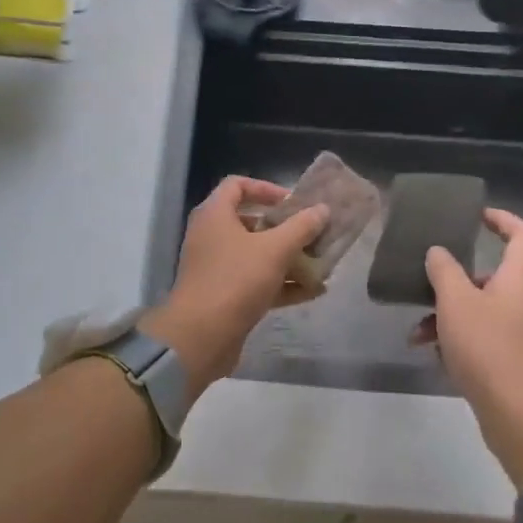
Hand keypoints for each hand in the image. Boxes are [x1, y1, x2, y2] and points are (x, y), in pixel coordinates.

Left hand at [141, 176, 327, 391]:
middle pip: (250, 221)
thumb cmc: (235, 280)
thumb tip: (322, 209)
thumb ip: (301, 227)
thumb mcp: (274, 250)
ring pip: (255, 254)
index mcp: (215, 215)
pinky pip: (255, 282)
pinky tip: (312, 292)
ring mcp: (216, 267)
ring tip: (320, 263)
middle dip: (284, 228)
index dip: (266, 188)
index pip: (237, 185)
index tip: (293, 202)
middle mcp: (211, 236)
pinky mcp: (223, 295)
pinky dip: (281, 284)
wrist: (200, 337)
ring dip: (287, 258)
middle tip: (311, 233)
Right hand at [424, 208, 522, 485]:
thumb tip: (439, 252)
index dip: (502, 219)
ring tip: (417, 331)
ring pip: (483, 309)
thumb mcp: (456, 302)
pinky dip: (458, 339)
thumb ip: (445, 270)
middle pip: (496, 274)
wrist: (522, 417)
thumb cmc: (490, 347)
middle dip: (458, 277)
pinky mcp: (515, 361)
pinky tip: (430, 353)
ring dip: (449, 314)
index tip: (476, 216)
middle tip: (430, 279)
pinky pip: (483, 337)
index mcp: (522, 278)